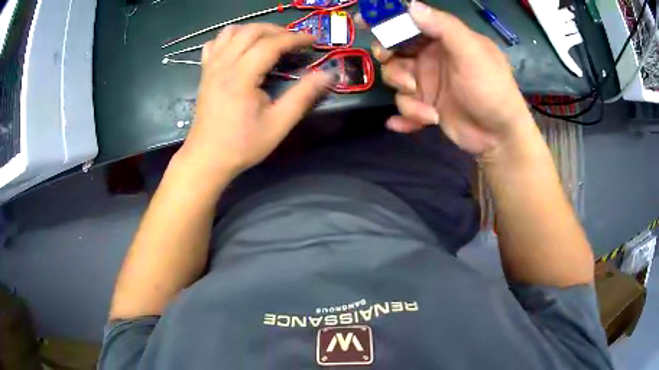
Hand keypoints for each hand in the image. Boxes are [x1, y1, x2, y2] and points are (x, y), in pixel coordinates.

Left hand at [178, 24, 331, 180]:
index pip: (270, 44)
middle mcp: (223, 65)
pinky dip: (230, 38)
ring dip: (253, 30)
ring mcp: (211, 67)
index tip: (313, 41)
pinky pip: (215, 43)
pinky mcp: (204, 73)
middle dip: (276, 30)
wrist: (207, 158)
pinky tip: (240, 48)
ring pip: (231, 32)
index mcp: (241, 77)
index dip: (295, 39)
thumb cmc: (242, 145)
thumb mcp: (278, 124)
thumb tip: (328, 75)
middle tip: (294, 40)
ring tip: (269, 40)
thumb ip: (303, 96)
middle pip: (250, 31)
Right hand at [364, 2, 534, 157]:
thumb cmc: (491, 89)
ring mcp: (428, 83)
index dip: (385, 19)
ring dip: (407, 96)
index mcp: (443, 39)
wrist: (500, 136)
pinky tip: (401, 125)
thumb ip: (444, 27)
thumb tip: (411, 6)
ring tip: (429, 110)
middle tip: (402, 75)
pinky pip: (404, 107)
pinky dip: (404, 117)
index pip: (409, 22)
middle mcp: (431, 57)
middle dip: (391, 62)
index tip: (363, 22)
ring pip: (396, 80)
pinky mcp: (426, 106)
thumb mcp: (472, 53)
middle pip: (393, 50)